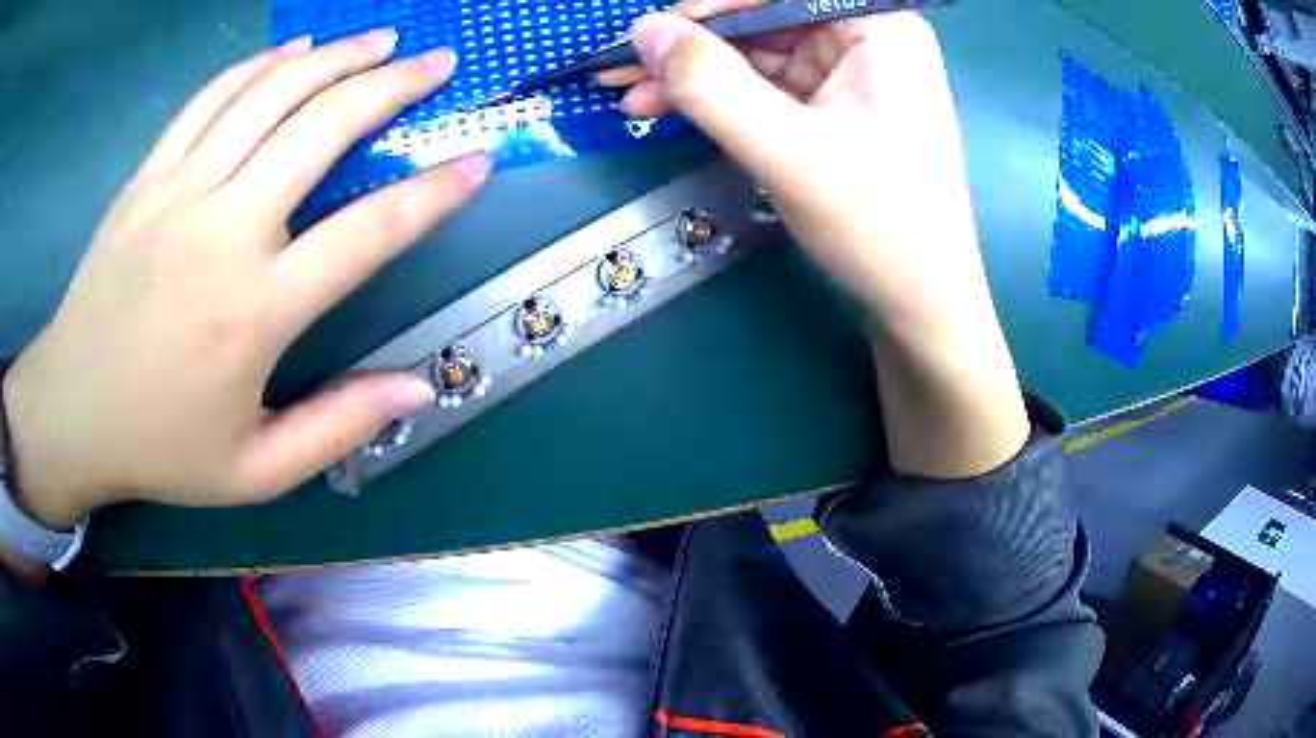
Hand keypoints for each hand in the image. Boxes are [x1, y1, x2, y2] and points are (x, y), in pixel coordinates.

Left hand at [2, 30, 489, 529]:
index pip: (368, 234)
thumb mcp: (255, 471)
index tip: (475, 162)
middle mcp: (222, 233)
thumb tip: (420, 387)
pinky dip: (260, 64)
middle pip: (322, 128)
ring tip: (382, 39)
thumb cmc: (161, 447)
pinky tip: (294, 51)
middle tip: (437, 63)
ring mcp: (179, 192)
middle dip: (392, 86)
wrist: (71, 412)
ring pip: (270, 94)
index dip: (433, 194)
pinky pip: (211, 98)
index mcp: (255, 313)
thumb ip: (337, 428)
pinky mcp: (148, 177)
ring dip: (336, 57)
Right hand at [605, 6, 1030, 476]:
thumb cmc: (877, 225)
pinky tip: (672, 110)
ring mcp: (850, 75)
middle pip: (763, 19)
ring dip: (696, 74)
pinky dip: (719, 100)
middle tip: (622, 70)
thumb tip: (644, 30)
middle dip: (692, 45)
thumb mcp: (787, 150)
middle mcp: (867, 39)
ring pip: (756, 54)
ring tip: (633, 98)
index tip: (647, 34)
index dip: (708, 6)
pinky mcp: (834, 110)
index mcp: (879, 28)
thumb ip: (711, 85)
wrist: (920, 306)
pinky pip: (765, 88)